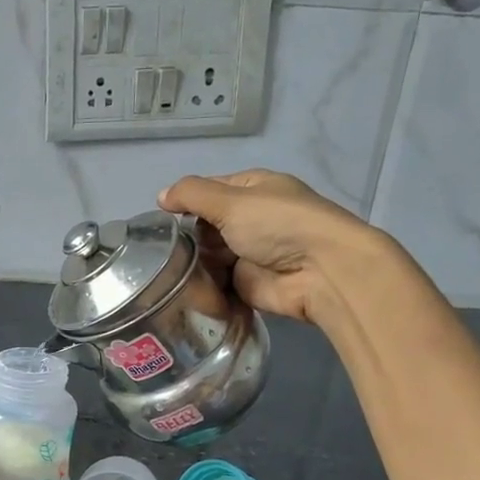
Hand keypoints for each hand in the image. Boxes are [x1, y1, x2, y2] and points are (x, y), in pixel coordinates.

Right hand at [158, 169, 384, 325]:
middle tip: (164, 249)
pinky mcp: (246, 283)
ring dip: (192, 262)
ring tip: (168, 270)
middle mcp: (251, 219)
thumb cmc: (278, 225)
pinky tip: (181, 289)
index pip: (208, 191)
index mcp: (252, 190)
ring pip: (207, 255)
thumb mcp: (231, 201)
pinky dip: (201, 285)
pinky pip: (215, 282)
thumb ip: (192, 195)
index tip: (160, 219)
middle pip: (205, 225)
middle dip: (187, 236)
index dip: (185, 202)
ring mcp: (248, 253)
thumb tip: (160, 196)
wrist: (319, 273)